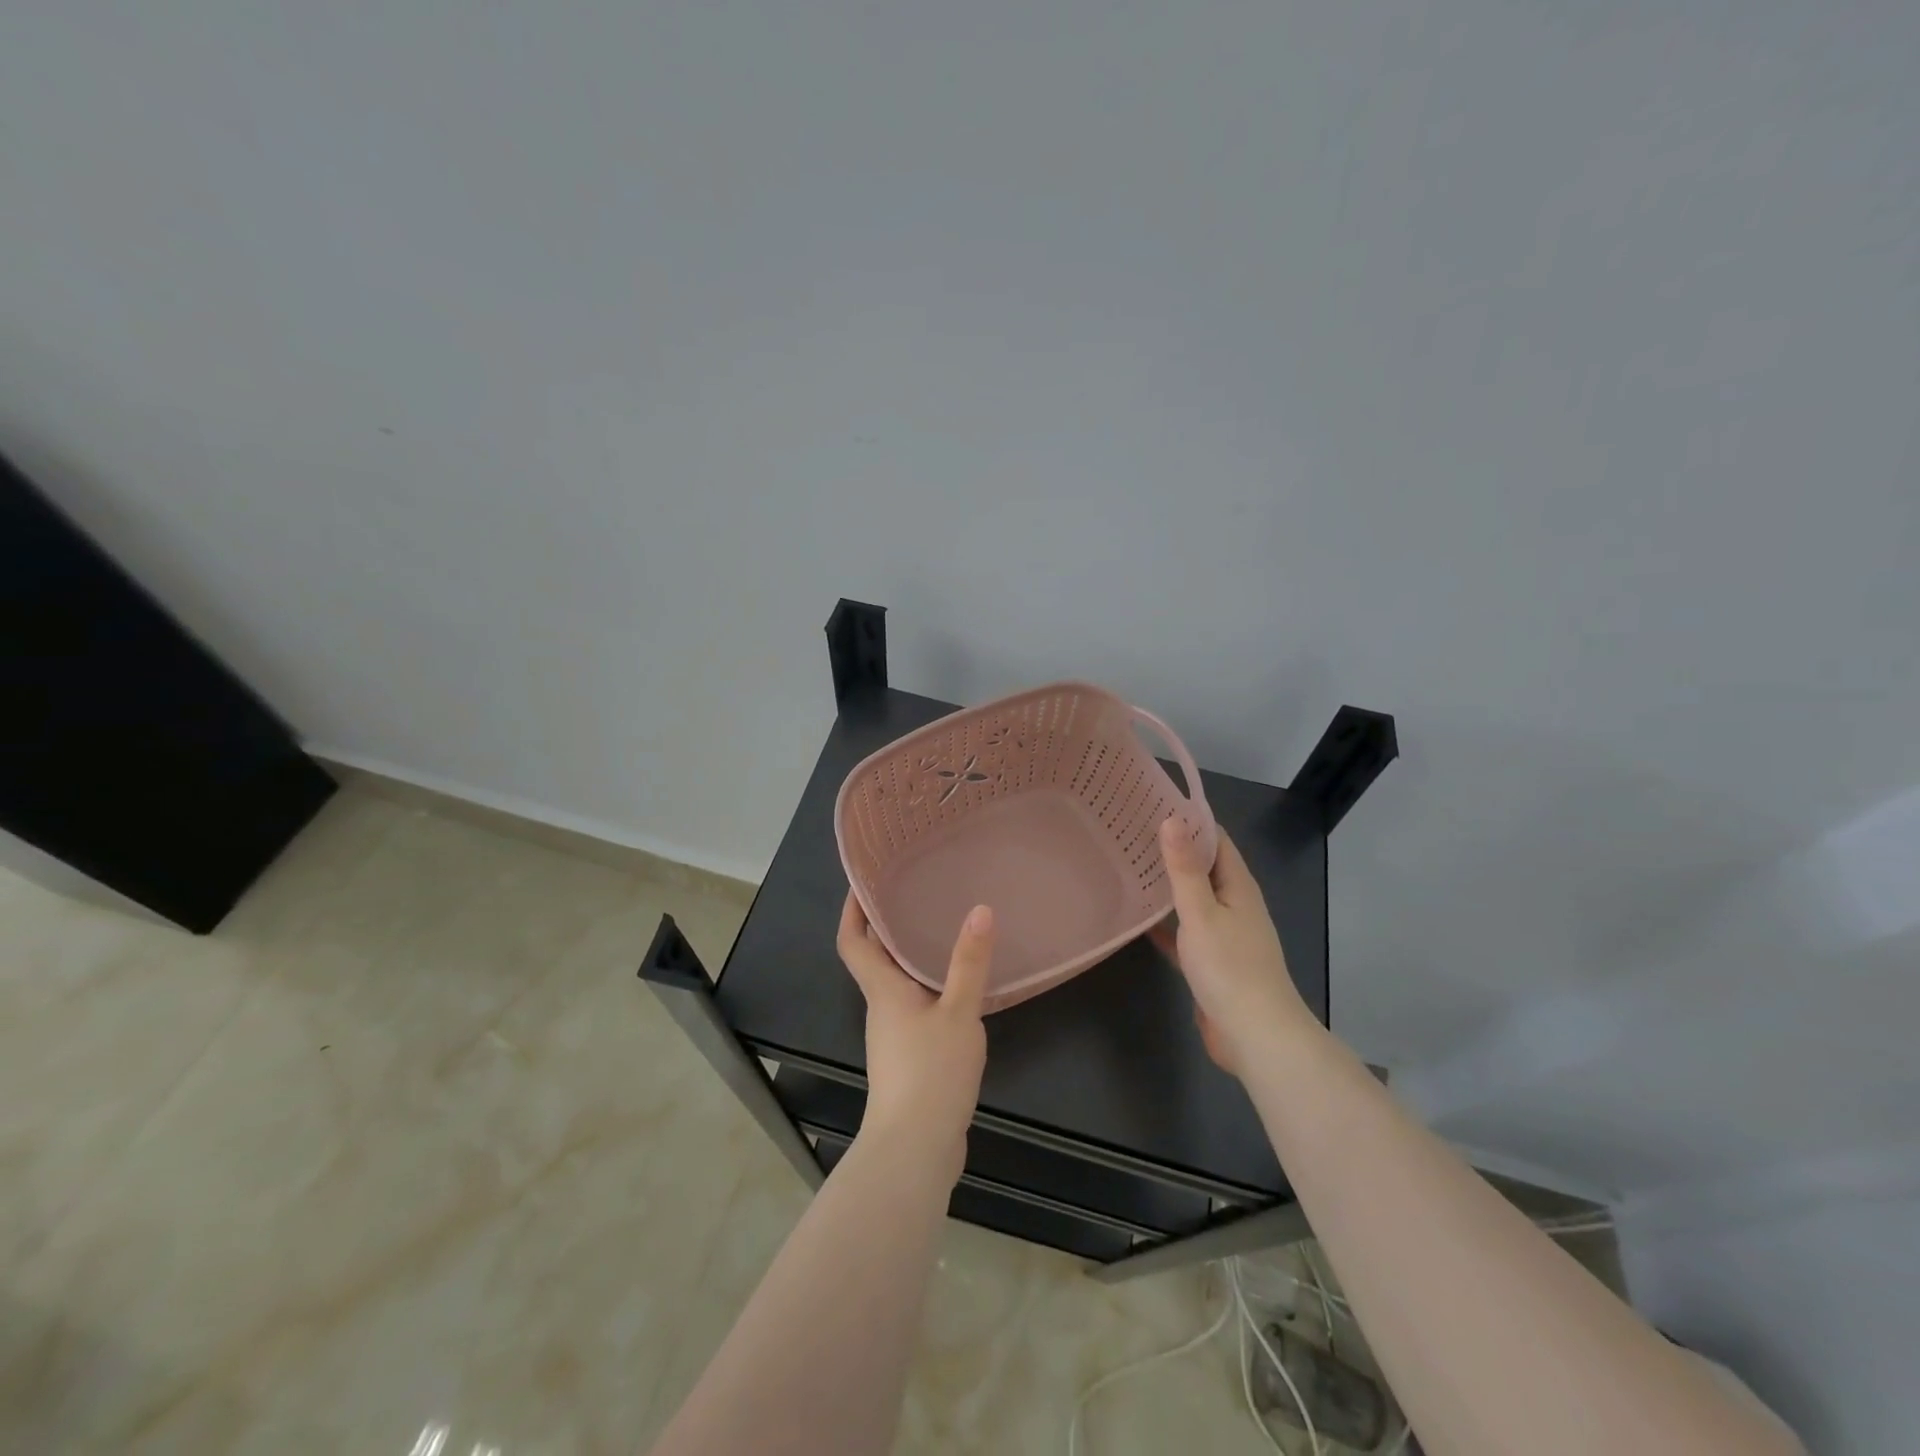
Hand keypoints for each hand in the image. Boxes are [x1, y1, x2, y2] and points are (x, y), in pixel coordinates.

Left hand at [836, 892, 995, 1181]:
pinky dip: (928, 987)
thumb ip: (969, 963)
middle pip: (874, 958)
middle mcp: (881, 1007)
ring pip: (896, 983)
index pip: (852, 941)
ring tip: (940, 928)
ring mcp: (893, 1035)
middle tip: (915, 892)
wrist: (915, 1149)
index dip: (851, 910)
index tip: (861, 881)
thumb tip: (980, 909)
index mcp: (882, 990)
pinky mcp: (909, 1057)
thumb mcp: (958, 1013)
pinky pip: (915, 1006)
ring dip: (909, 955)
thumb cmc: (930, 1073)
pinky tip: (957, 986)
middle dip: (887, 926)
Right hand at [1148, 818, 1313, 1077]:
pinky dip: (1165, 921)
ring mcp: (1224, 933)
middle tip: (1129, 832)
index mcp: (1238, 886)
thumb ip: (1184, 869)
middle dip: (1173, 849)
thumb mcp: (1201, 913)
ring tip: (1128, 865)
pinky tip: (1137, 917)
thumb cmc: (1229, 967)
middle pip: (1203, 867)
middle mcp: (1234, 904)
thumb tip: (1172, 819)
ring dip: (1167, 884)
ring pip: (1192, 898)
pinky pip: (1184, 930)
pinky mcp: (1211, 960)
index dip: (1189, 819)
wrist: (1255, 1035)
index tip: (1152, 803)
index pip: (1215, 839)